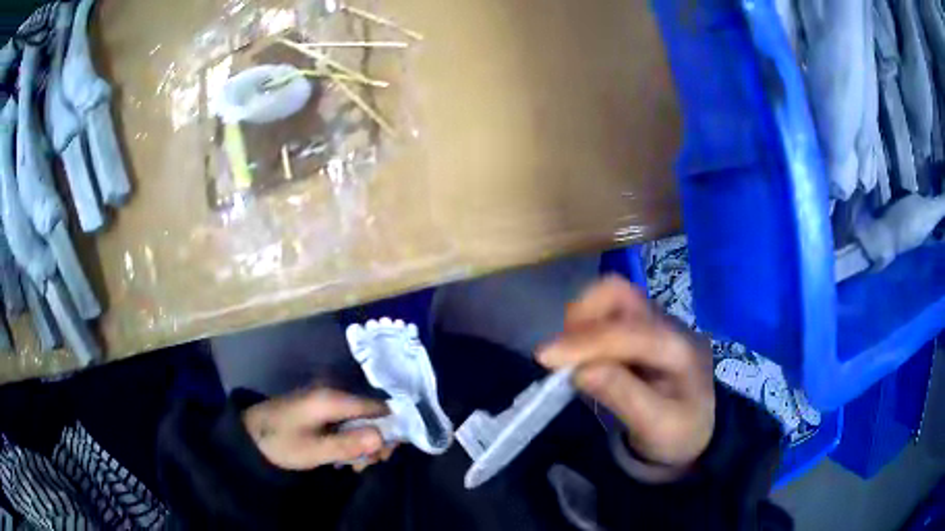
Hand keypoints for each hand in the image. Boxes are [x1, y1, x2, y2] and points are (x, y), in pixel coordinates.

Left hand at [243, 387, 390, 470]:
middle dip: (376, 439)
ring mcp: (325, 400)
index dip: (390, 427)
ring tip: (356, 465)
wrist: (247, 435)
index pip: (376, 407)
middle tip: (370, 464)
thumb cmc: (280, 442)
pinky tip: (346, 457)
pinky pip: (346, 422)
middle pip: (370, 414)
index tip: (390, 452)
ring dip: (363, 442)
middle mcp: (332, 393)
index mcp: (332, 399)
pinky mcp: (319, 409)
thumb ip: (348, 444)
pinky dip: (350, 439)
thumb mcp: (314, 450)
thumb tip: (384, 438)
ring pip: (359, 420)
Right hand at [538, 276, 714, 479]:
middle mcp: (667, 324)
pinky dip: (586, 326)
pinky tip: (582, 355)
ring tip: (569, 355)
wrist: (698, 428)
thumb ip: (623, 396)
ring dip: (582, 319)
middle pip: (619, 293)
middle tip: (561, 353)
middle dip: (582, 315)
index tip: (545, 358)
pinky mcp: (642, 327)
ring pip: (610, 296)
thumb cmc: (680, 432)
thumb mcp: (657, 426)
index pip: (628, 332)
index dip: (585, 342)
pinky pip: (607, 312)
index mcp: (679, 349)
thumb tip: (579, 371)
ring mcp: (654, 321)